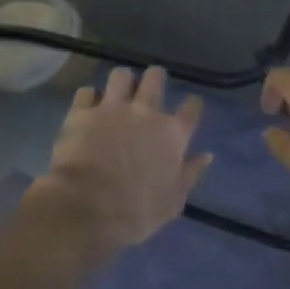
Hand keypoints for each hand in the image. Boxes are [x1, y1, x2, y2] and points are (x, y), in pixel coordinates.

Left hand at [22, 66, 211, 260]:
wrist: (86, 209)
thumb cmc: (135, 213)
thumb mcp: (172, 202)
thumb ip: (190, 174)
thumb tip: (207, 155)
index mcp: (172, 135)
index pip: (191, 109)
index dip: (192, 105)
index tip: (190, 106)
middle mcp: (145, 113)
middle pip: (155, 78)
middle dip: (155, 78)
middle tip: (151, 86)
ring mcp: (112, 109)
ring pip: (121, 75)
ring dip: (122, 82)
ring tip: (118, 91)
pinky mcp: (82, 112)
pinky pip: (87, 92)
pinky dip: (89, 97)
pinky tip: (88, 106)